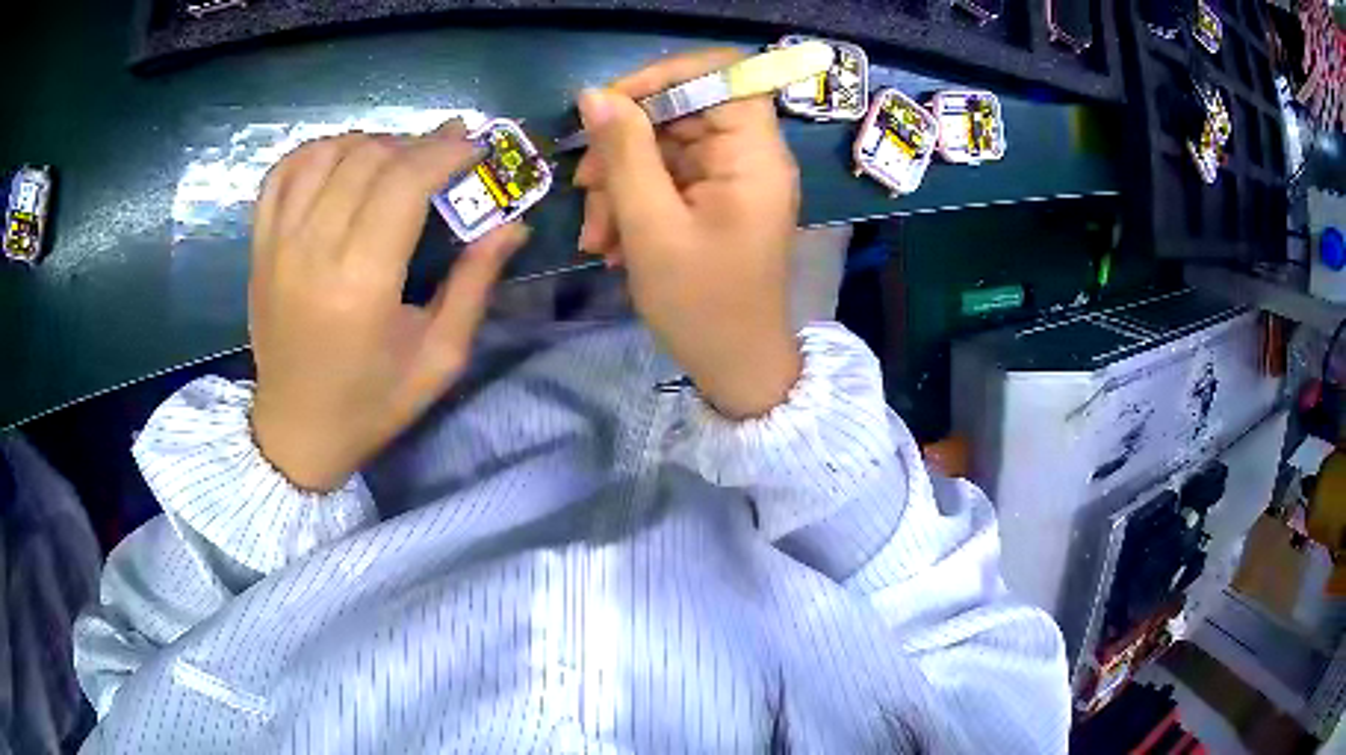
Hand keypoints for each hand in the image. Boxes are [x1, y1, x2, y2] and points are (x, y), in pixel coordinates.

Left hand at [249, 122, 527, 490]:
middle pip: (368, 158)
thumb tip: (512, 226)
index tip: (475, 145)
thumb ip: (475, 284)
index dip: (445, 151)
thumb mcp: (439, 358)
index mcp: (362, 284)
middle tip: (445, 154)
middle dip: (416, 143)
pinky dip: (316, 152)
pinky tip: (341, 160)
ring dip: (370, 142)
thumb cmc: (372, 403)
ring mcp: (277, 245)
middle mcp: (313, 252)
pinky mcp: (259, 247)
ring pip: (326, 154)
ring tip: (397, 158)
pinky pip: (282, 173)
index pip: (404, 182)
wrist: (297, 431)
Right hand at [575, 49, 802, 419]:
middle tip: (584, 186)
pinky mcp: (714, 201)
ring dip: (618, 183)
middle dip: (624, 146)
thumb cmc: (701, 304)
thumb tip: (593, 95)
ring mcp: (730, 180)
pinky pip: (666, 180)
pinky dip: (632, 204)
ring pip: (664, 149)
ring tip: (594, 234)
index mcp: (753, 155)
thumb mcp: (651, 227)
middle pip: (682, 112)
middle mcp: (748, 157)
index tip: (613, 104)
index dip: (667, 76)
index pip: (723, 74)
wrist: (735, 367)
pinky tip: (608, 244)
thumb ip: (623, 153)